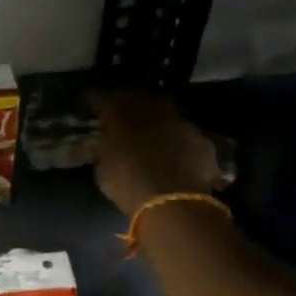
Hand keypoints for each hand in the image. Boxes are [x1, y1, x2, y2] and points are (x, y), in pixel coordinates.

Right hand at [92, 90, 223, 217]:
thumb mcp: (102, 169)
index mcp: (120, 112)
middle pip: (139, 94)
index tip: (92, 108)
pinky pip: (187, 136)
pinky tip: (178, 157)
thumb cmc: (127, 185)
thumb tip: (102, 143)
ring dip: (159, 121)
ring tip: (154, 136)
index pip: (100, 96)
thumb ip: (103, 149)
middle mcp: (152, 107)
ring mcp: (180, 121)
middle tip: (126, 116)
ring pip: (167, 113)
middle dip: (131, 102)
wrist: (173, 202)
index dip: (95, 101)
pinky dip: (180, 143)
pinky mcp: (202, 139)